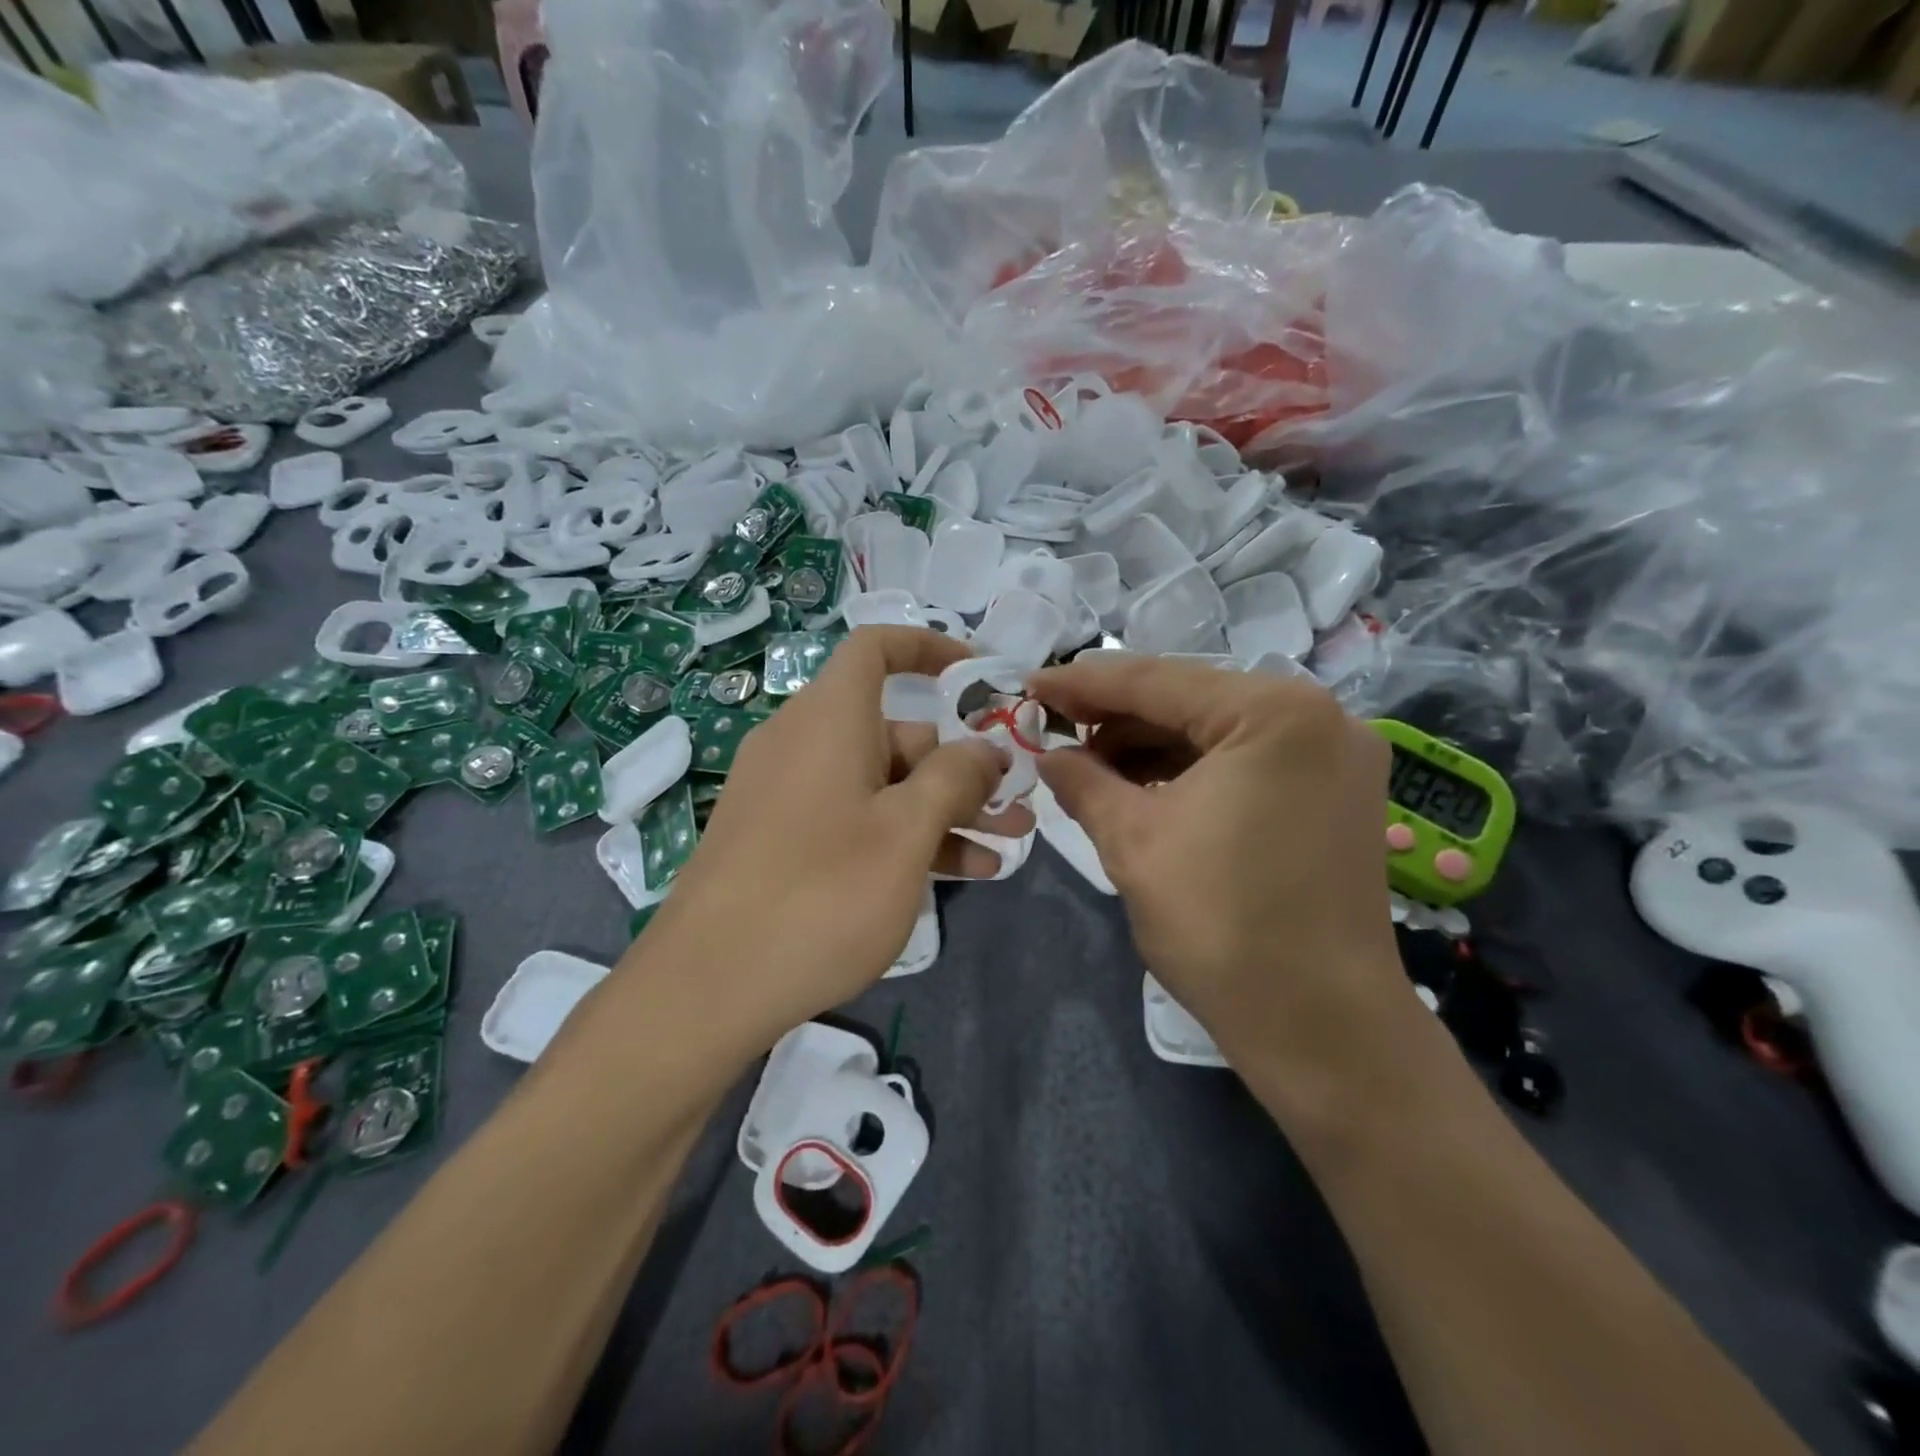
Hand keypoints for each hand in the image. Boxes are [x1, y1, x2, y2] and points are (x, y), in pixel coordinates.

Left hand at [646, 627, 1032, 1043]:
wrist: (707, 987)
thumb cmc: (822, 893)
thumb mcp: (907, 832)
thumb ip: (955, 778)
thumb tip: (985, 748)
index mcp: (829, 719)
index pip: (876, 648)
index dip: (929, 649)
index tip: (979, 678)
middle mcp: (804, 744)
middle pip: (895, 732)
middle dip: (962, 767)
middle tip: (1016, 806)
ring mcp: (789, 796)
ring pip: (882, 785)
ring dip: (945, 811)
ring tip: (1005, 847)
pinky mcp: (782, 841)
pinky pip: (855, 820)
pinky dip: (903, 837)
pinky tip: (958, 874)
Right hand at [1027, 656, 1409, 1094]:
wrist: (1322, 1028)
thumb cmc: (1223, 925)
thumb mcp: (1133, 841)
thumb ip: (1083, 781)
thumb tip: (1048, 755)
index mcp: (1273, 711)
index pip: (1156, 680)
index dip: (1082, 682)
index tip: (1029, 685)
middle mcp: (1317, 715)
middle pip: (1191, 699)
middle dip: (1116, 716)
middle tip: (1054, 729)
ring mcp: (1335, 754)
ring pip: (1218, 729)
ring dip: (1151, 744)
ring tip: (1088, 764)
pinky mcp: (1335, 793)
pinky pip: (1247, 760)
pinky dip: (1192, 769)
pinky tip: (1141, 785)